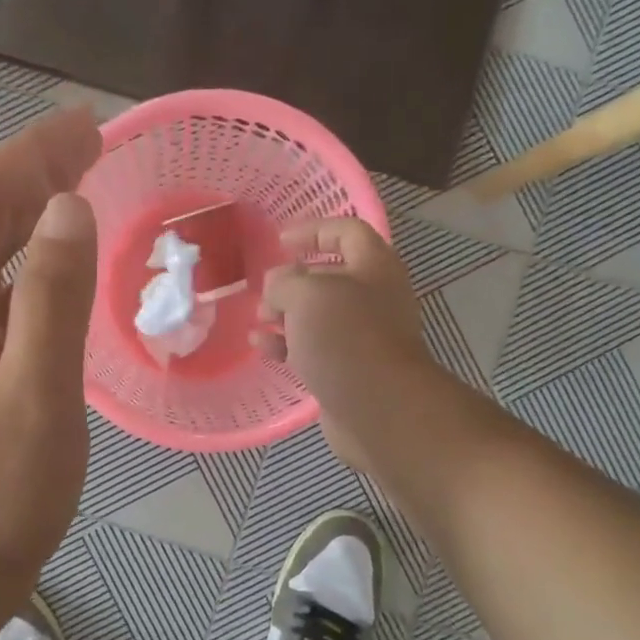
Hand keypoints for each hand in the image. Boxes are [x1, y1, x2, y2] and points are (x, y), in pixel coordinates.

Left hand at [0, 109, 101, 621]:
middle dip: (36, 171)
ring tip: (82, 182)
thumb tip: (71, 207)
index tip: (91, 124)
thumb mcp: (36, 394)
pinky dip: (33, 259)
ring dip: (34, 210)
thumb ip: (53, 298)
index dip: (36, 153)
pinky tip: (59, 263)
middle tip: (96, 142)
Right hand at [254, 218, 431, 475]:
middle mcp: (374, 297)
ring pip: (318, 315)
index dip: (313, 229)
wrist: (380, 410)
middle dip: (292, 281)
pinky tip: (261, 347)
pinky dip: (287, 344)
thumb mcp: (306, 295)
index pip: (346, 231)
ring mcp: (363, 336)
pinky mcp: (349, 369)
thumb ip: (284, 281)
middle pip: (329, 276)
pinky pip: (314, 348)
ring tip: (258, 321)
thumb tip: (278, 288)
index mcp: (374, 267)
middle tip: (265, 292)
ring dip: (285, 314)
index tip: (280, 242)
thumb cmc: (346, 338)